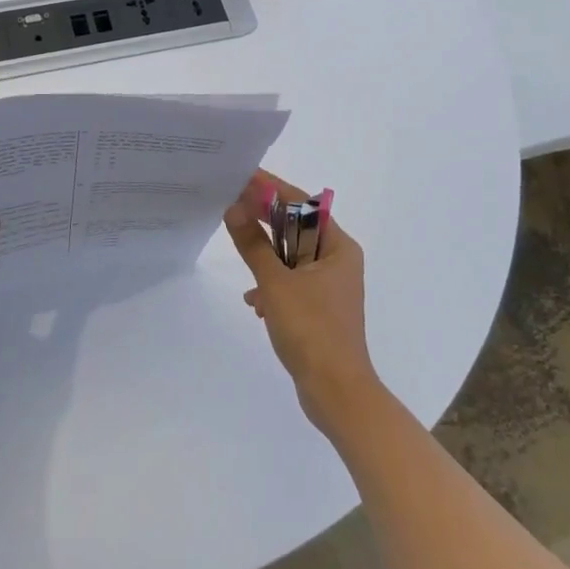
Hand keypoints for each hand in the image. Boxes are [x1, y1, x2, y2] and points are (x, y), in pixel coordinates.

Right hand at [224, 170, 383, 437]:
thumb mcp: (276, 283)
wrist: (336, 392)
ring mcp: (330, 286)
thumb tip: (233, 208)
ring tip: (239, 251)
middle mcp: (338, 260)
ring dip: (266, 255)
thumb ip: (253, 245)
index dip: (271, 189)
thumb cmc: (311, 330)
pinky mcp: (320, 309)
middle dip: (264, 220)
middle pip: (296, 228)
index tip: (243, 176)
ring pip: (291, 256)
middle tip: (231, 204)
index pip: (302, 205)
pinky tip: (254, 301)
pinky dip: (272, 284)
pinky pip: (292, 282)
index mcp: (338, 247)